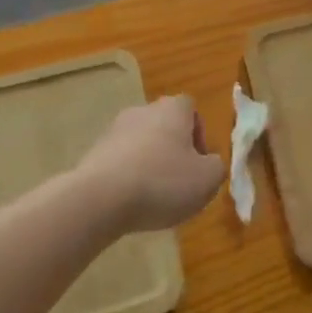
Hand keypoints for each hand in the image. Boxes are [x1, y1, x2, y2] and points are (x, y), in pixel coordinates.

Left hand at [76, 95, 223, 231]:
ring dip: (149, 165)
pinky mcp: (94, 152)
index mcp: (173, 109)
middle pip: (165, 126)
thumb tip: (209, 163)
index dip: (199, 135)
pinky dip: (127, 177)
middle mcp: (144, 110)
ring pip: (141, 144)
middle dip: (173, 152)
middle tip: (178, 183)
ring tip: (152, 198)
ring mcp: (115, 129)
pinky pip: (120, 162)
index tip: (198, 164)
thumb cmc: (162, 182)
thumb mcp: (208, 180)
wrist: (100, 198)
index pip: (191, 109)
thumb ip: (217, 167)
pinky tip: (128, 203)